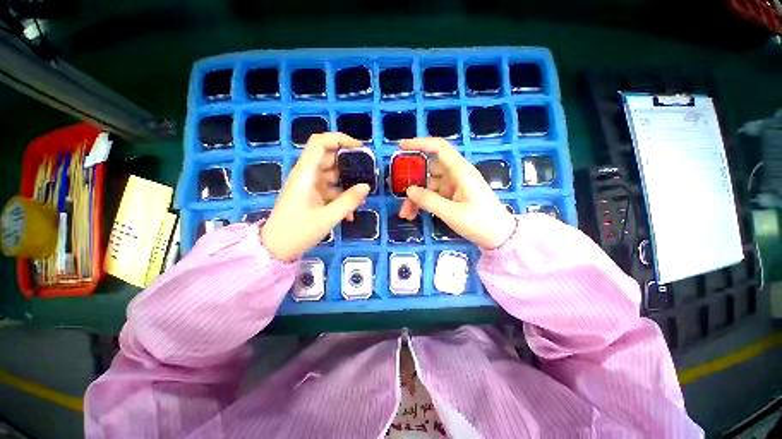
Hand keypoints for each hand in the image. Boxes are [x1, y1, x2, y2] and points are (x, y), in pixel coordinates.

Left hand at [261, 133, 369, 261]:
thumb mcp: (328, 217)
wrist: (277, 248)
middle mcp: (307, 175)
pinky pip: (330, 190)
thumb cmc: (298, 231)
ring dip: (348, 184)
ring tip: (362, 198)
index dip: (340, 139)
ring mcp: (309, 185)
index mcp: (306, 173)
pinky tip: (350, 215)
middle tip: (367, 173)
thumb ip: (349, 201)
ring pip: (332, 175)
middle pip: (329, 158)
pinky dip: (341, 198)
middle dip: (350, 164)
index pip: (320, 143)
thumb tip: (366, 187)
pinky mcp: (312, 196)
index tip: (360, 148)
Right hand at [398, 138, 515, 249]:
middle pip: (428, 170)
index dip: (420, 143)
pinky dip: (423, 203)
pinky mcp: (453, 196)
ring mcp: (454, 186)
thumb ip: (429, 200)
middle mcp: (456, 174)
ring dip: (415, 198)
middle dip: (412, 182)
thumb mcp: (452, 213)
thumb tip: (409, 190)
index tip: (400, 147)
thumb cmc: (480, 222)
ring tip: (405, 214)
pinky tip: (414, 214)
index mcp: (460, 171)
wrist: (499, 237)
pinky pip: (433, 195)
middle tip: (397, 192)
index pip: (439, 148)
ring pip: (428, 185)